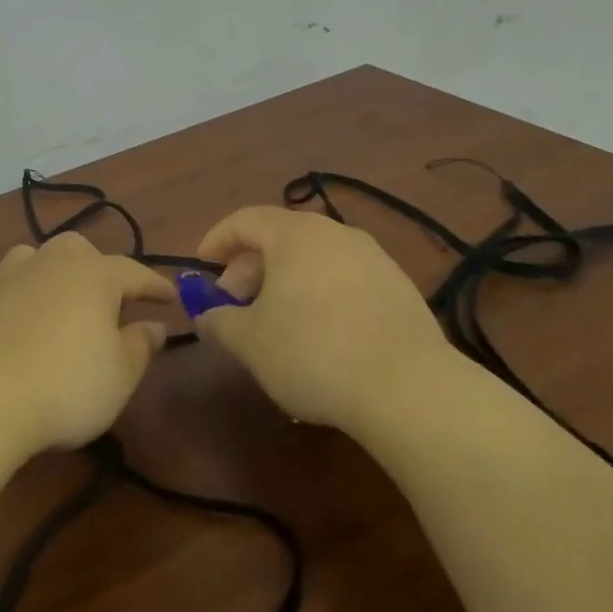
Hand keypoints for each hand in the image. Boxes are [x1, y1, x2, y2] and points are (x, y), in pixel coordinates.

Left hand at [0, 232, 174, 451]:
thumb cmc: (69, 384)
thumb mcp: (121, 373)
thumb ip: (141, 345)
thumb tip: (153, 325)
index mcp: (93, 275)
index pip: (133, 272)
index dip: (154, 285)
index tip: (171, 298)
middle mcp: (50, 264)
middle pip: (78, 249)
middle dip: (97, 266)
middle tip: (109, 297)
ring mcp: (9, 279)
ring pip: (33, 257)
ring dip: (50, 270)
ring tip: (59, 296)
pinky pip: (3, 288)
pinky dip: (15, 297)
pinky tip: (17, 317)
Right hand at [193, 207, 452, 430]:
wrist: (410, 390)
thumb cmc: (312, 353)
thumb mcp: (248, 341)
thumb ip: (218, 320)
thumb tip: (208, 314)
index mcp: (294, 235)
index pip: (245, 221)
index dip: (217, 241)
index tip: (202, 266)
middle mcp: (335, 234)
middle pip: (280, 238)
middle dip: (249, 268)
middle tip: (234, 304)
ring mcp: (374, 259)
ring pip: (314, 259)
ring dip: (285, 282)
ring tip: (274, 322)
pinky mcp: (400, 289)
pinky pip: (344, 279)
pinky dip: (319, 294)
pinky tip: (318, 335)